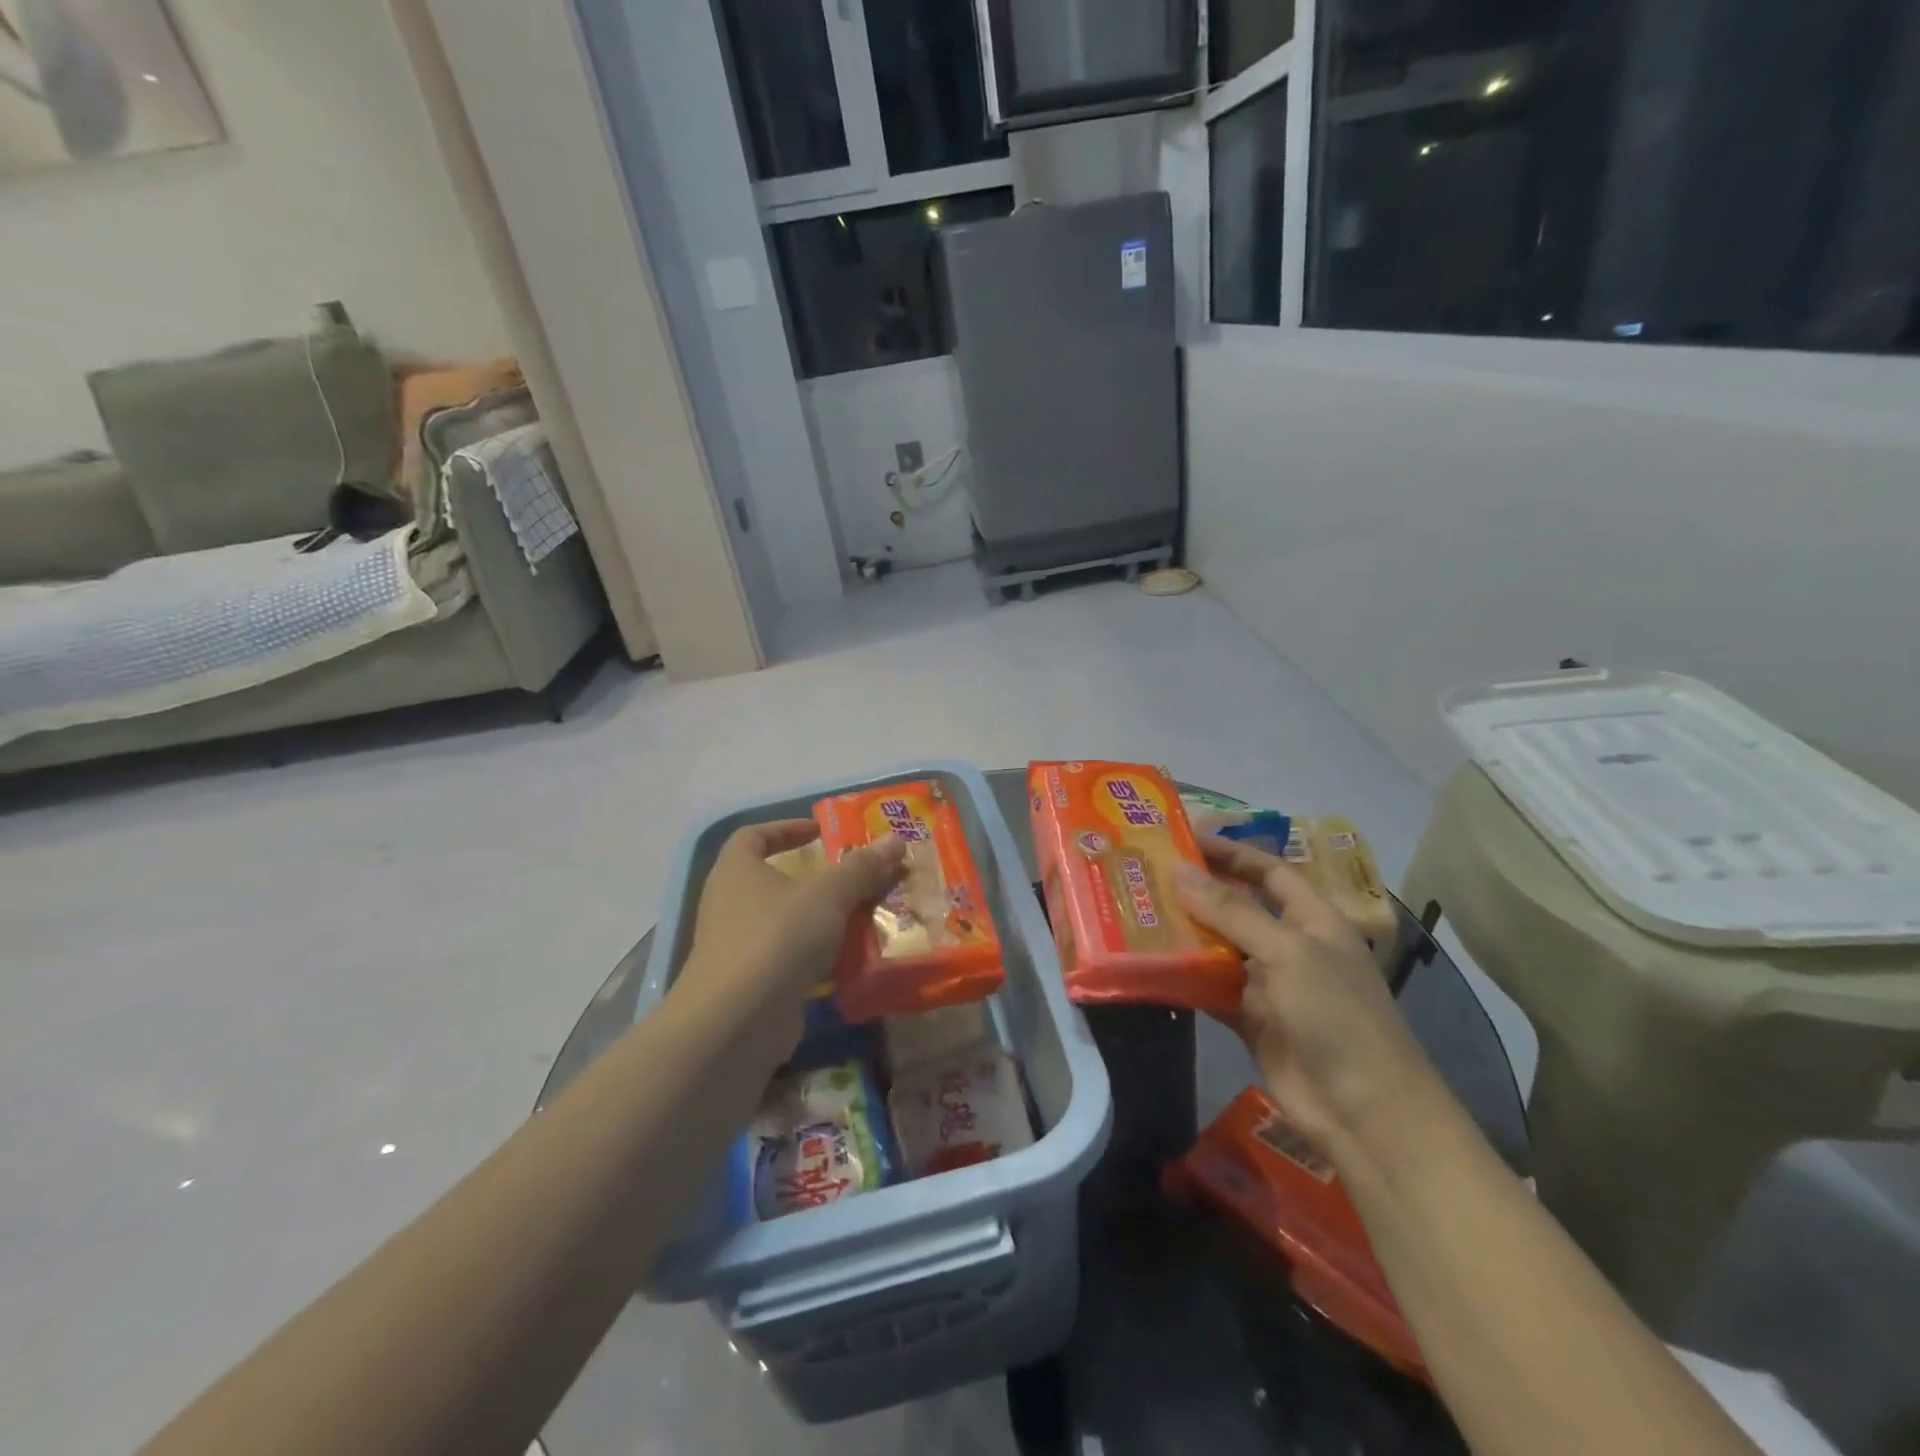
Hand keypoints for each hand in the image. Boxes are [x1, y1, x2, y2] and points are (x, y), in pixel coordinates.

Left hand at [675, 820, 905, 1056]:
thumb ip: (862, 867)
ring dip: (820, 919)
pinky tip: (849, 961)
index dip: (787, 828)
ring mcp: (735, 946)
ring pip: (784, 922)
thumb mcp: (828, 895)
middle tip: (854, 878)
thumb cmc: (777, 937)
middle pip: (773, 880)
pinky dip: (815, 956)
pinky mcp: (748, 984)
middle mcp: (728, 903)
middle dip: (815, 879)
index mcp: (736, 870)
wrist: (736, 1022)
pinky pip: (787, 958)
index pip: (753, 835)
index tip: (821, 832)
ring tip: (863, 917)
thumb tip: (896, 839)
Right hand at [1176, 836, 1435, 1149]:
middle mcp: (1290, 945)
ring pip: (1220, 948)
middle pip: (1239, 907)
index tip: (1185, 837)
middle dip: (1199, 890)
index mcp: (1313, 919)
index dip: (1232, 852)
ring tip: (1138, 912)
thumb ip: (1232, 911)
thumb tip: (1179, 870)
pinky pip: (1211, 988)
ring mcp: (1270, 985)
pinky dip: (1185, 977)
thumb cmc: (1336, 1015)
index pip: (1269, 872)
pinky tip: (1150, 964)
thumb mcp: (1287, 952)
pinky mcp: (1250, 1020)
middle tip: (1148, 873)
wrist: (1365, 1112)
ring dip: (1185, 933)